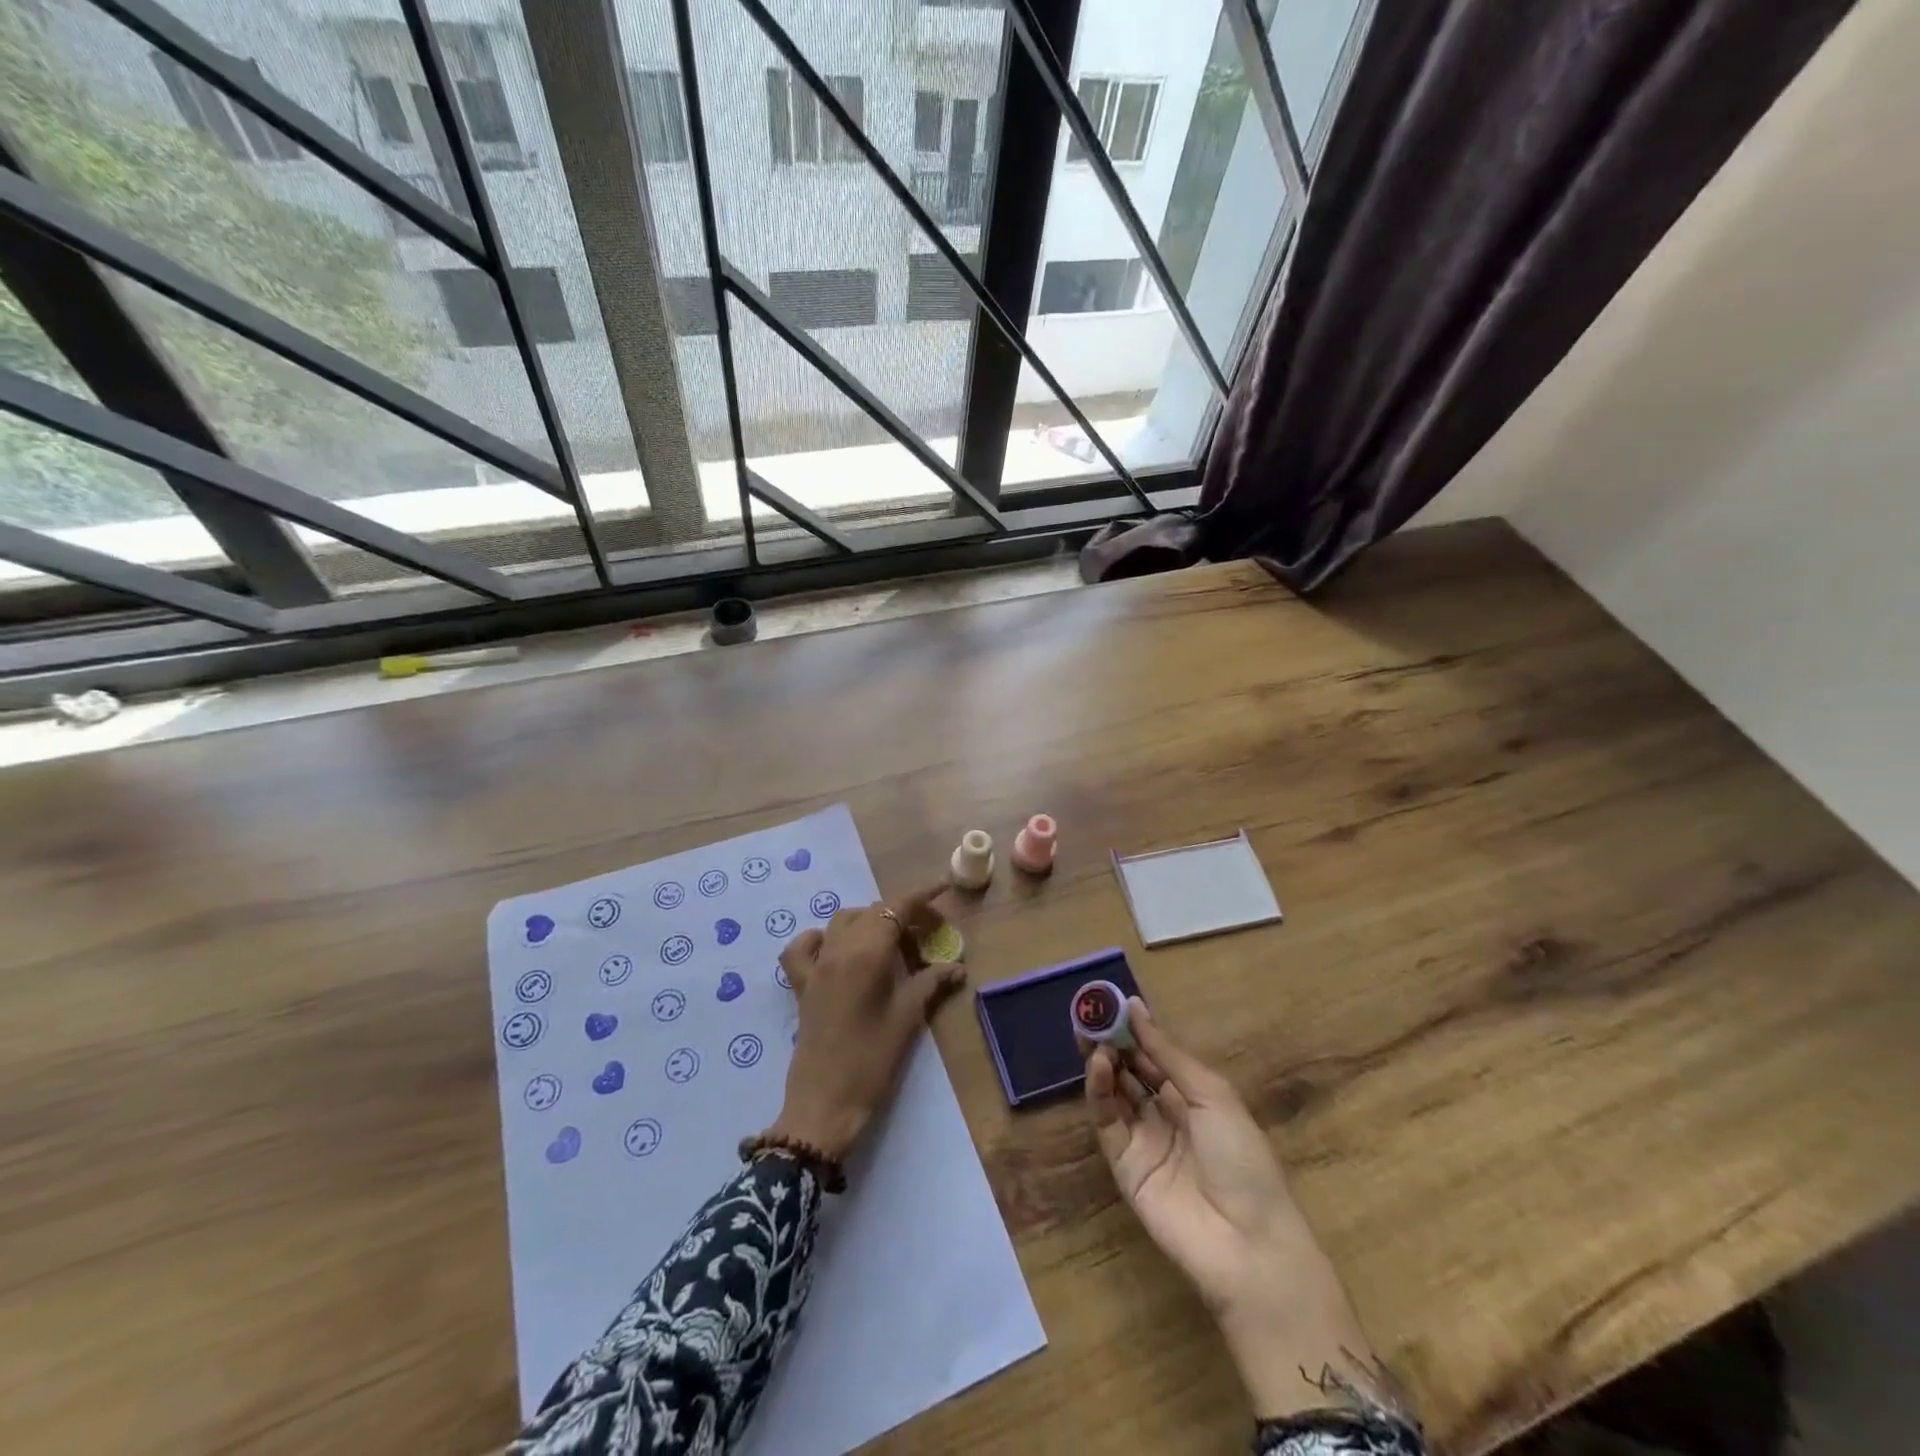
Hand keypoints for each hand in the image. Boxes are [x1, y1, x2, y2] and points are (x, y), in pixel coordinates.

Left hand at [765, 884, 964, 1161]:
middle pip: (872, 913)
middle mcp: (838, 950)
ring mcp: (815, 966)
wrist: (825, 1104)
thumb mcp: (908, 1019)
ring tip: (891, 940)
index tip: (942, 888)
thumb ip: (931, 984)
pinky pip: (804, 947)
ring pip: (842, 922)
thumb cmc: (872, 1061)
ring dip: (868, 920)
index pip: (896, 909)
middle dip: (902, 913)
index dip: (921, 896)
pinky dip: (821, 938)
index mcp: (866, 954)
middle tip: (928, 931)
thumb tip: (956, 967)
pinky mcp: (801, 985)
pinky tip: (836, 949)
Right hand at [1084, 1001, 1388, 1420]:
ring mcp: (1142, 1139)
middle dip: (1110, 1042)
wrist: (1249, 1243)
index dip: (1134, 1029)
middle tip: (1089, 1014)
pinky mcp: (1123, 1164)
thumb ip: (1167, 1053)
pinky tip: (1098, 1064)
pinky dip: (1098, 1091)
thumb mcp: (1212, 1094)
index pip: (1155, 1055)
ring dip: (1101, 1061)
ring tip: (1089, 1034)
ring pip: (1114, 1091)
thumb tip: (1135, 1007)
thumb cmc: (1243, 1158)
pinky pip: (1106, 1121)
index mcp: (1193, 1096)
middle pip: (1130, 1070)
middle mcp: (1164, 1114)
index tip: (1111, 1002)